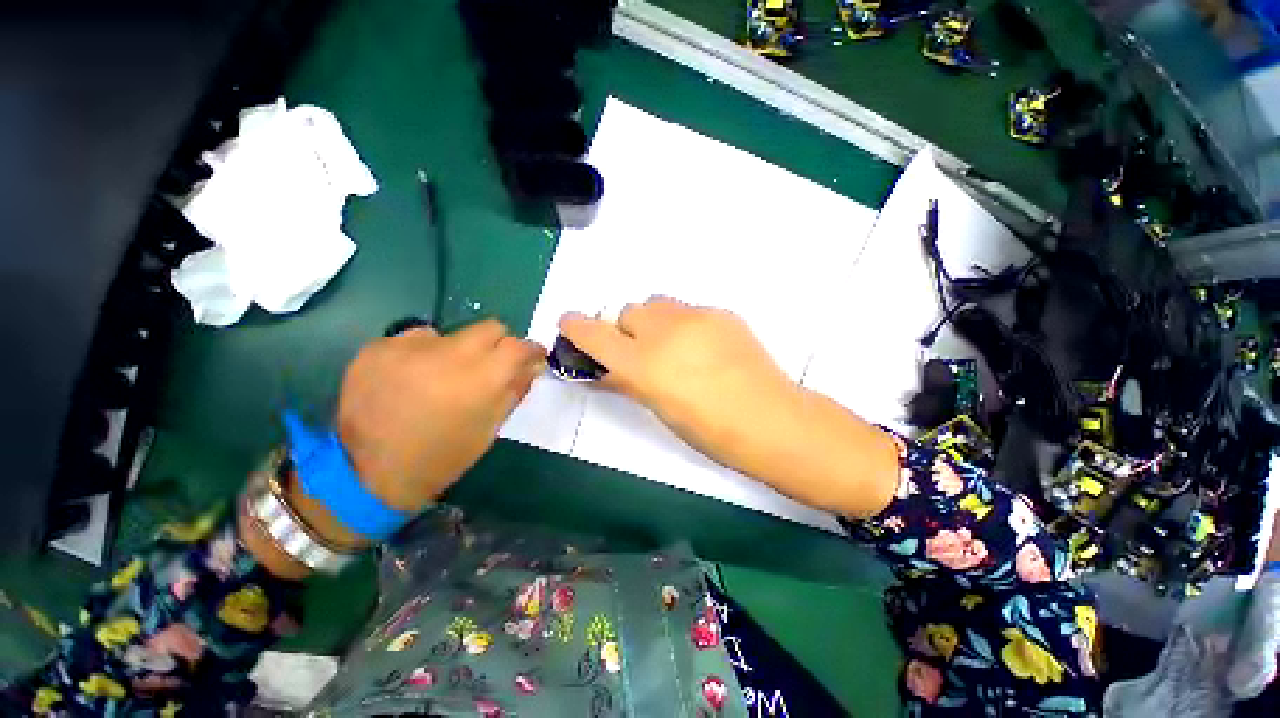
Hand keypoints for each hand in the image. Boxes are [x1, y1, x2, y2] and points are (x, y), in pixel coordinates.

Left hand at [336, 319, 545, 512]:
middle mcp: (447, 353)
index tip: (531, 357)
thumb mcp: (490, 427)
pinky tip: (409, 380)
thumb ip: (516, 388)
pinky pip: (414, 339)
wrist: (370, 475)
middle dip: (497, 344)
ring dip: (454, 351)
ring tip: (440, 378)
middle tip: (488, 366)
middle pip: (490, 327)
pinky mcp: (376, 348)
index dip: (530, 349)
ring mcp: (408, 347)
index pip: (518, 345)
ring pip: (450, 334)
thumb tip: (533, 364)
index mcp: (481, 378)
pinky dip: (420, 354)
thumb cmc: (444, 456)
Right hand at [559, 298, 897, 517]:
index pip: (593, 333)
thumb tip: (604, 368)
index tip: (571, 325)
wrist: (768, 418)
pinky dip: (685, 324)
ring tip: (675, 346)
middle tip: (643, 351)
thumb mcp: (657, 408)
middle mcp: (663, 331)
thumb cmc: (708, 430)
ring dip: (655, 321)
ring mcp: (695, 317)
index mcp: (642, 364)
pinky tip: (705, 347)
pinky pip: (689, 310)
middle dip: (627, 329)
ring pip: (657, 304)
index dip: (577, 327)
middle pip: (628, 311)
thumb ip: (627, 380)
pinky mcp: (720, 312)